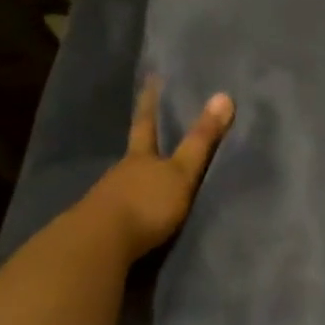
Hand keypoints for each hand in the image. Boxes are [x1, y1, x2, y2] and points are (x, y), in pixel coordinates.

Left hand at [83, 78, 233, 261]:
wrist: (99, 244)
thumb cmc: (146, 203)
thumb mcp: (181, 173)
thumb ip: (201, 141)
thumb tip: (224, 96)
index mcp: (140, 157)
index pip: (147, 124)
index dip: (150, 103)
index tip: (150, 80)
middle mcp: (121, 173)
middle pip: (134, 154)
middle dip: (142, 146)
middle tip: (150, 134)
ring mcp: (107, 199)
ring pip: (125, 183)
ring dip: (137, 182)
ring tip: (150, 182)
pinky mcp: (102, 226)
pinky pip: (120, 210)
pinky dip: (130, 208)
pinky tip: (135, 216)